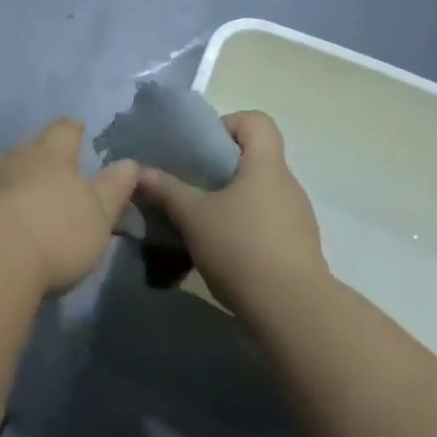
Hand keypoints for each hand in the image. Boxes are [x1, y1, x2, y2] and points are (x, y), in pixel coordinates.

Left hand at [0, 119, 139, 297]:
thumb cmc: (57, 234)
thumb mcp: (98, 216)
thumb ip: (113, 189)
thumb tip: (129, 162)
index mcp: (51, 157)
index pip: (63, 131)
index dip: (70, 129)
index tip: (75, 126)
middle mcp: (11, 160)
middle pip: (23, 146)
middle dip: (31, 151)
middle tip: (38, 159)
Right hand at [135, 111, 330, 321]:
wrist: (295, 314)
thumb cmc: (242, 248)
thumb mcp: (193, 216)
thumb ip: (165, 190)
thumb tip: (137, 170)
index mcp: (266, 165)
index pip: (256, 121)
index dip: (229, 124)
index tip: (202, 149)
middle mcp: (288, 185)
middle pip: (256, 159)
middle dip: (222, 170)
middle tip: (192, 187)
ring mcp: (298, 219)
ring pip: (261, 195)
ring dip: (234, 203)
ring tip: (204, 225)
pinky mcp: (300, 250)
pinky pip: (269, 225)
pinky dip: (247, 230)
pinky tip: (225, 254)